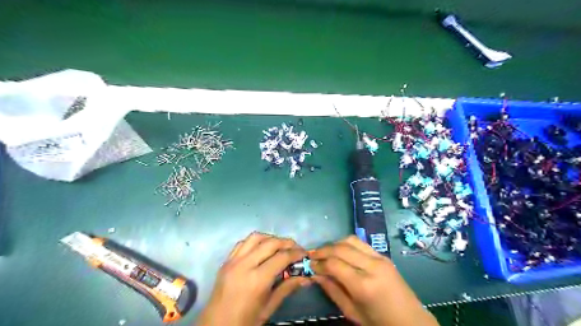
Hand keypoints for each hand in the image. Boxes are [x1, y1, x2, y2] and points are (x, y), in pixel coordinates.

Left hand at [196, 232, 313, 325]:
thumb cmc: (245, 321)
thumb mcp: (269, 307)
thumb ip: (287, 288)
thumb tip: (306, 278)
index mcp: (257, 280)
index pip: (281, 257)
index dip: (296, 253)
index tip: (305, 254)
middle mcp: (244, 265)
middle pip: (270, 243)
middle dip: (286, 242)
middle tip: (296, 248)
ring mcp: (233, 261)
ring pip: (255, 237)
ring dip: (271, 238)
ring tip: (280, 246)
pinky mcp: (226, 261)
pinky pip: (242, 243)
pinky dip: (255, 241)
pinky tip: (261, 249)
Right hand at [311, 235, 437, 325]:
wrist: (411, 321)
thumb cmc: (379, 323)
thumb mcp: (352, 312)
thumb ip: (332, 290)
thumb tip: (315, 274)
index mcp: (364, 285)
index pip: (334, 264)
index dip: (319, 263)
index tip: (310, 265)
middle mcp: (372, 266)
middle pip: (340, 248)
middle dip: (323, 250)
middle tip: (312, 256)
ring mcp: (379, 258)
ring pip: (350, 240)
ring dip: (334, 243)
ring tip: (325, 252)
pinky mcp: (383, 255)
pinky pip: (360, 243)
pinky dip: (346, 244)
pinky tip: (340, 251)